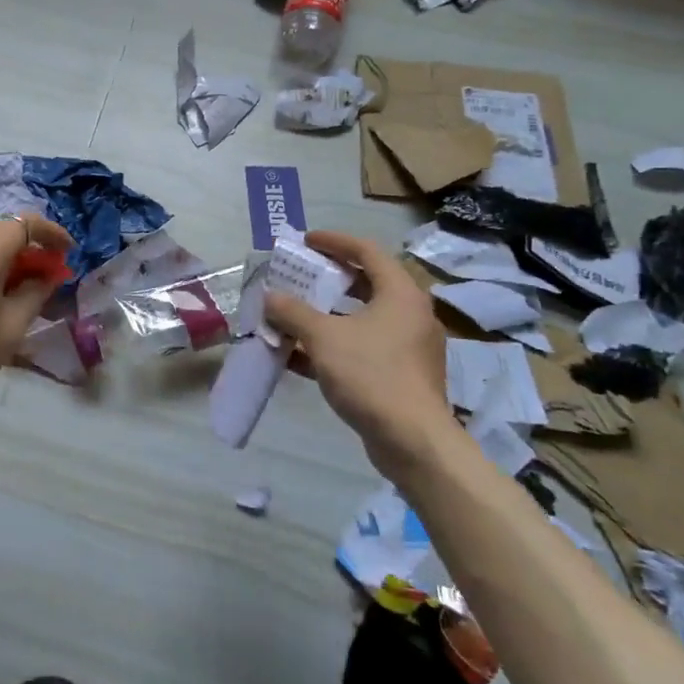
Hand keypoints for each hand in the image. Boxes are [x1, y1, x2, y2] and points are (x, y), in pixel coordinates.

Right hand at [262, 230, 454, 473]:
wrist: (413, 442)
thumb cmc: (371, 375)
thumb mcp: (323, 337)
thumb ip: (293, 312)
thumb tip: (270, 297)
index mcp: (400, 294)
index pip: (367, 251)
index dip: (335, 241)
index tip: (306, 241)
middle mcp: (411, 314)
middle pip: (367, 283)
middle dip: (329, 278)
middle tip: (300, 274)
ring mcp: (409, 347)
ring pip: (363, 318)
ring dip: (327, 314)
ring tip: (295, 313)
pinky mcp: (403, 375)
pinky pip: (364, 347)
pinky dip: (334, 344)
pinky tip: (300, 356)